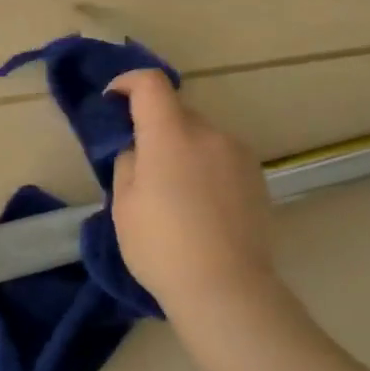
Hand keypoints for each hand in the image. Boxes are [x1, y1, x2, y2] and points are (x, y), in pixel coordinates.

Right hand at [107, 70, 277, 320]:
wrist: (225, 287)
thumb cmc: (161, 246)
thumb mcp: (124, 206)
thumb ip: (128, 164)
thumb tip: (140, 151)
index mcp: (171, 136)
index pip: (151, 85)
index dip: (128, 83)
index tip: (113, 100)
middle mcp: (210, 134)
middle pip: (177, 112)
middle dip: (155, 126)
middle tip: (139, 164)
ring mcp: (239, 155)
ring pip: (201, 136)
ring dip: (182, 149)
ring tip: (171, 192)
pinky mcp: (257, 177)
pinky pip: (221, 157)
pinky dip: (204, 167)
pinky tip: (198, 205)